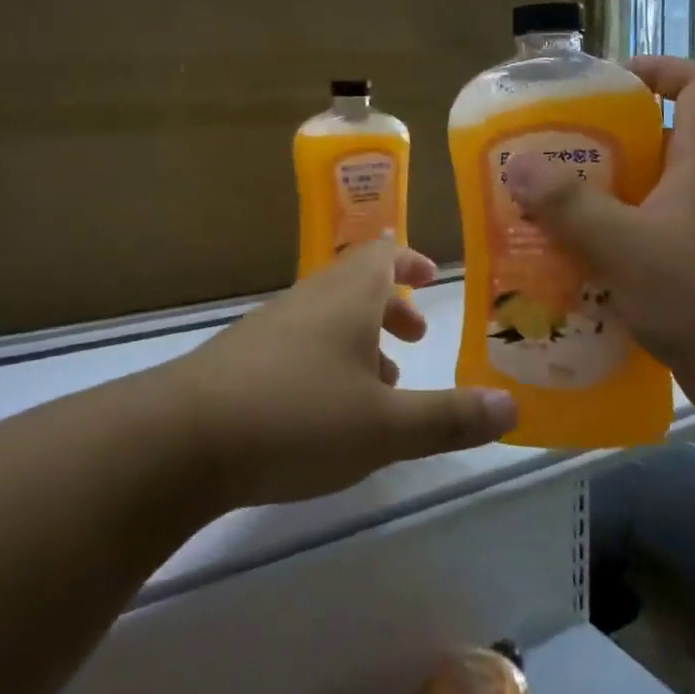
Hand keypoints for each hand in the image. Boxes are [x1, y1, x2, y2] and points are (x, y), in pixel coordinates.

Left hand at [166, 240, 518, 508]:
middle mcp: (309, 299)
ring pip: (326, 318)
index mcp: (347, 296)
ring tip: (382, 387)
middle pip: (356, 284)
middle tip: (415, 339)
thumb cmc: (298, 417)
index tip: (433, 278)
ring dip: (359, 341)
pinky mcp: (242, 360)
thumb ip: (450, 417)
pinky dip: (326, 363)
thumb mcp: (386, 427)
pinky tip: (326, 413)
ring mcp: (270, 327)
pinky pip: (298, 345)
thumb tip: (512, 407)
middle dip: (391, 307)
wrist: (182, 439)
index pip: (384, 254)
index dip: (411, 261)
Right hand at [503, 56, 694, 410]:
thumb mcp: (628, 245)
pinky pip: (647, 246)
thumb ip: (570, 206)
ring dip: (598, 206)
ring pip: (646, 201)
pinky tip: (570, 271)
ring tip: (543, 217)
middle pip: (657, 144)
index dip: (658, 69)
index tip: (607, 84)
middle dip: (601, 148)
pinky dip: (612, 250)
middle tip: (546, 161)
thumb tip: (518, 165)